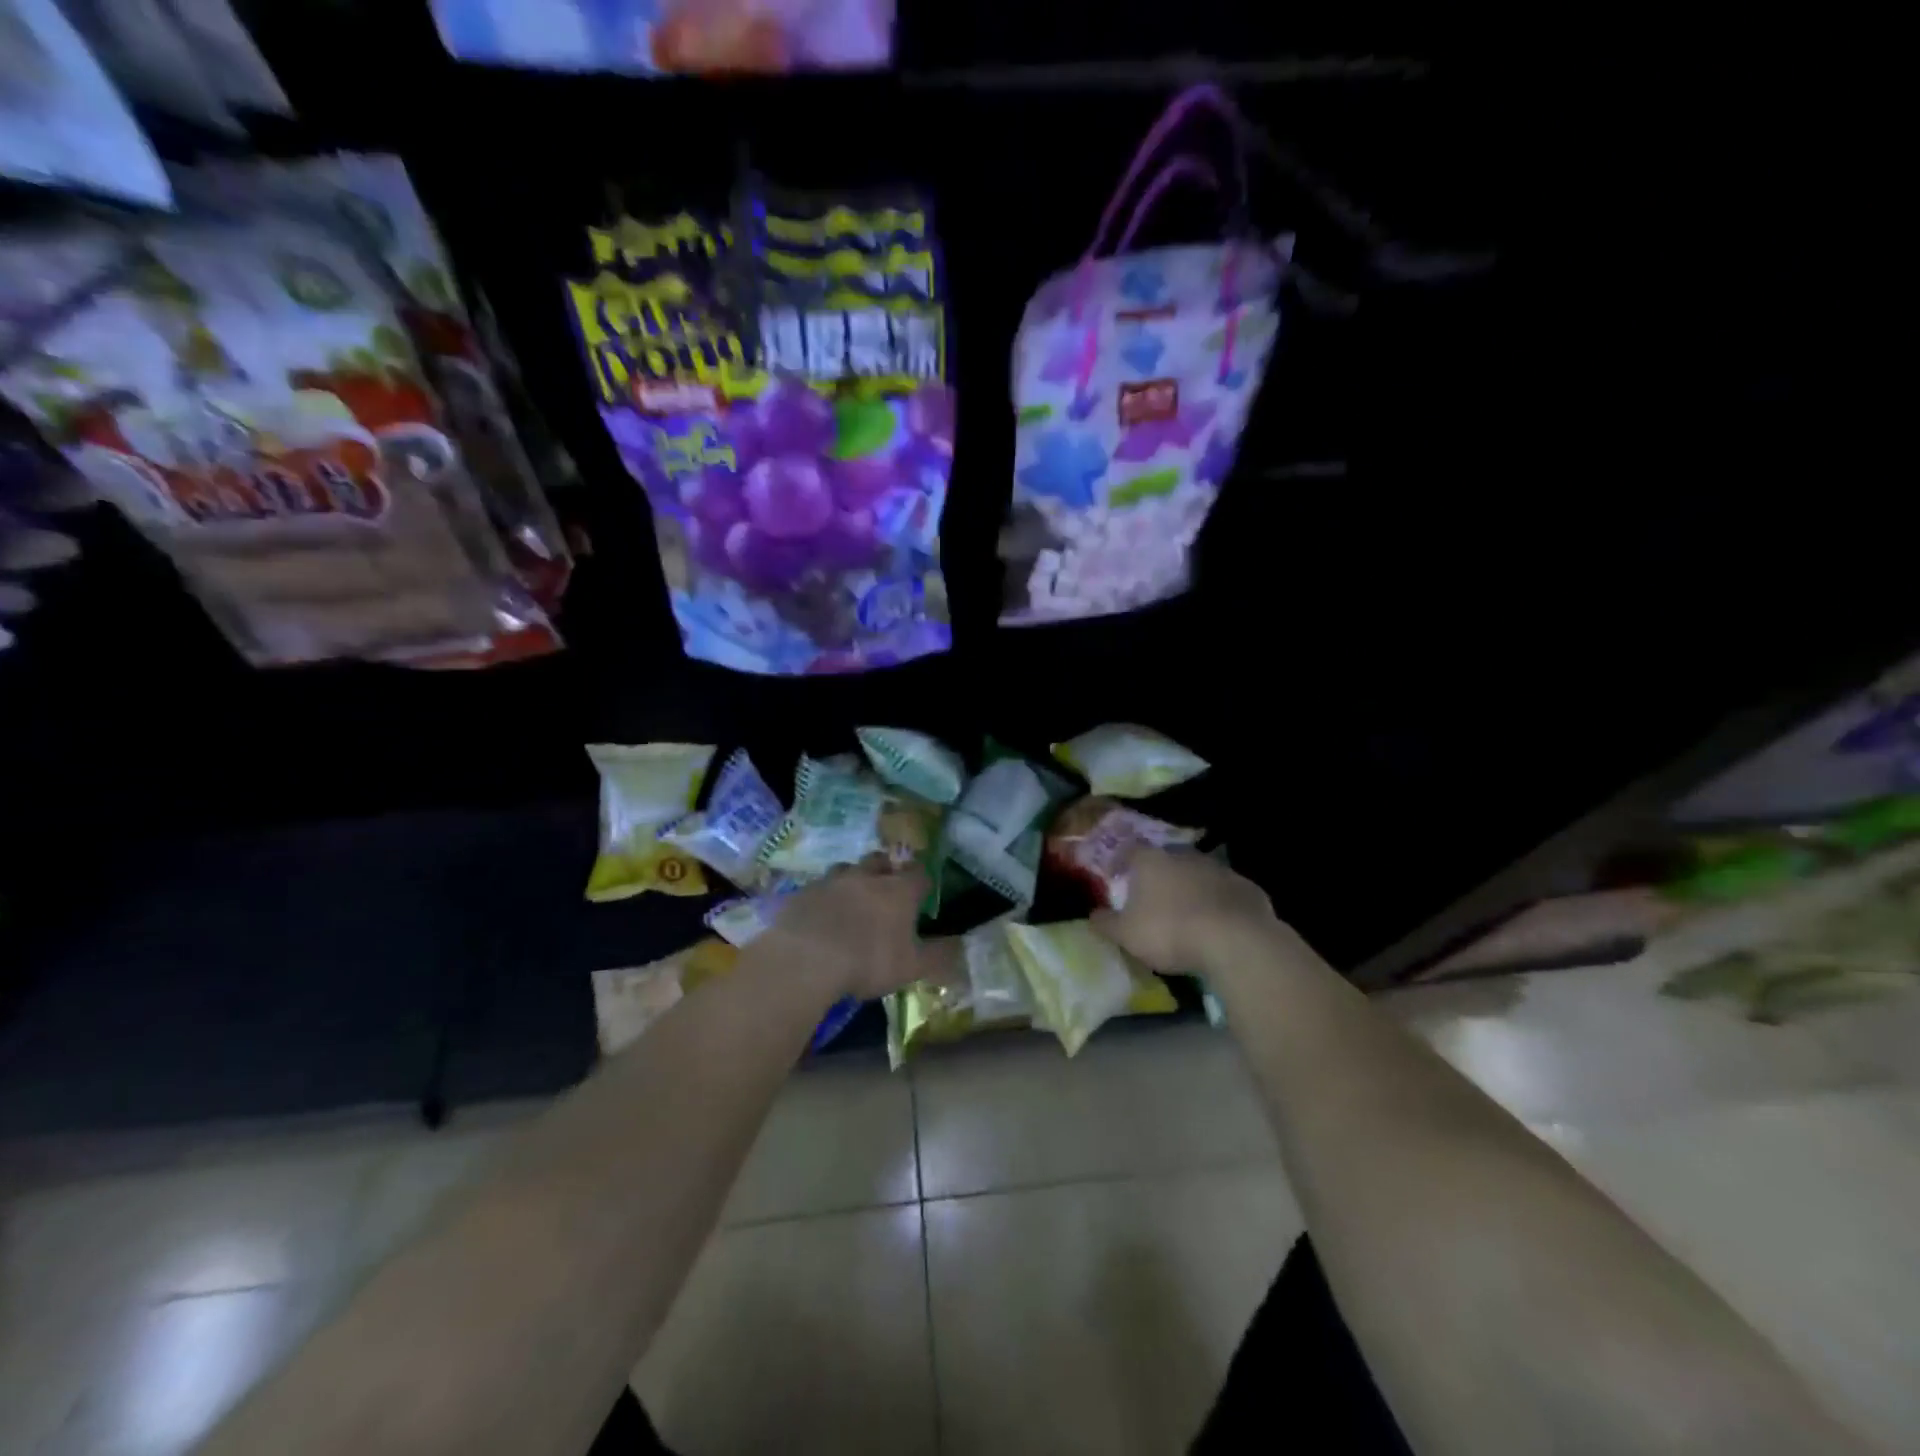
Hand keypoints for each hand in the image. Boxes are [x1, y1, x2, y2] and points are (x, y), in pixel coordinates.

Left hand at [759, 859, 939, 1000]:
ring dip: (853, 879)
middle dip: (886, 869)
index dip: (922, 881)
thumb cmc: (868, 961)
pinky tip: (821, 914)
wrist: (805, 958)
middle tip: (886, 888)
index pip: (918, 873)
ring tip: (852, 899)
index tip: (922, 893)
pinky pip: (818, 887)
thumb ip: (939, 956)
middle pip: (880, 860)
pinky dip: (824, 897)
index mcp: (898, 890)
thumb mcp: (911, 967)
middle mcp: (866, 876)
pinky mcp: (803, 892)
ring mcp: (832, 881)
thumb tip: (962, 946)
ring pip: (847, 868)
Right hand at [1091, 847, 1276, 973]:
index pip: (1129, 850)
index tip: (1115, 876)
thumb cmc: (1170, 932)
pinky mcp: (1246, 887)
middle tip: (1152, 895)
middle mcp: (1184, 856)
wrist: (1236, 940)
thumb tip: (1092, 915)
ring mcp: (1218, 869)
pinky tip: (1218, 924)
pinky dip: (1218, 902)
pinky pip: (1225, 892)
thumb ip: (1106, 923)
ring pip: (1198, 873)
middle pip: (1166, 859)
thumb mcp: (1127, 935)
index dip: (1120, 861)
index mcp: (1151, 861)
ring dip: (1190, 887)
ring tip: (1186, 911)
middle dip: (1158, 875)